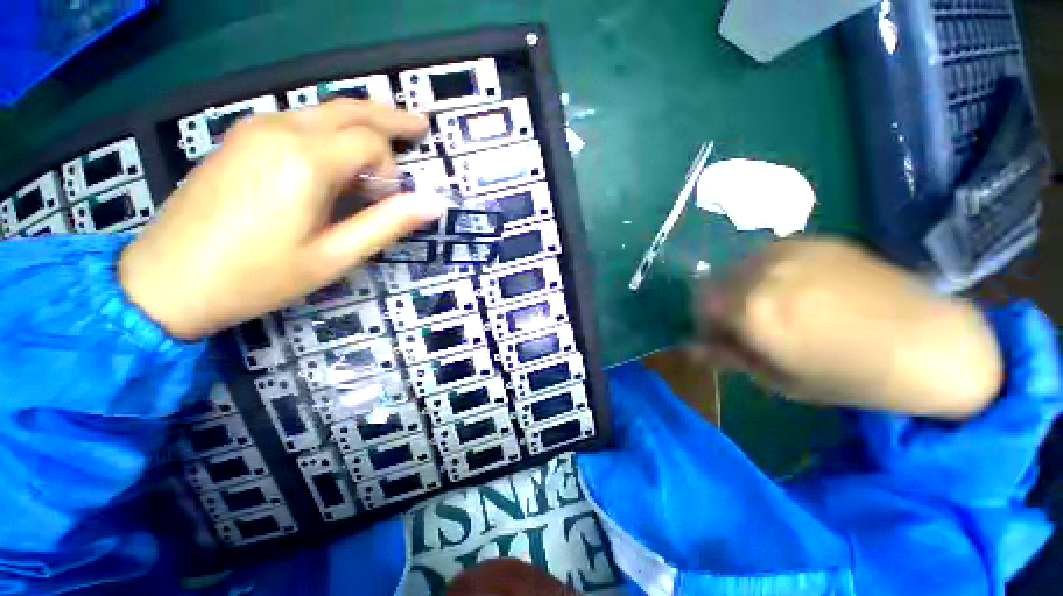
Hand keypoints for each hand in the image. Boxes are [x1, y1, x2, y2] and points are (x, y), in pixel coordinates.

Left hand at [119, 100, 446, 340]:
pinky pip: (299, 122)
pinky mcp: (240, 140)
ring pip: (323, 111)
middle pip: (349, 109)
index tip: (389, 203)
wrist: (165, 281)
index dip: (391, 170)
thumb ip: (387, 224)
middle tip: (421, 126)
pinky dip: (331, 130)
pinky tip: (342, 151)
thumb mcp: (334, 256)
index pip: (371, 142)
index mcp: (304, 159)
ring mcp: (254, 129)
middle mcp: (279, 130)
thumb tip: (435, 203)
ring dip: (361, 122)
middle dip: (390, 118)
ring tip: (390, 138)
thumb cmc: (256, 276)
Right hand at [697, 238, 1003, 418]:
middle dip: (718, 305)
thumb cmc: (853, 377)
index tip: (720, 339)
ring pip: (737, 267)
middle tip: (743, 325)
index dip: (705, 324)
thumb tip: (693, 348)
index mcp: (751, 310)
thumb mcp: (781, 380)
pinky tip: (798, 289)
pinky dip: (767, 273)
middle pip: (713, 283)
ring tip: (773, 306)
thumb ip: (730, 358)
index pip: (698, 306)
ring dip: (740, 287)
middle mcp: (761, 272)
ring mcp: (789, 250)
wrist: (930, 343)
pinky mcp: (814, 240)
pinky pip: (767, 256)